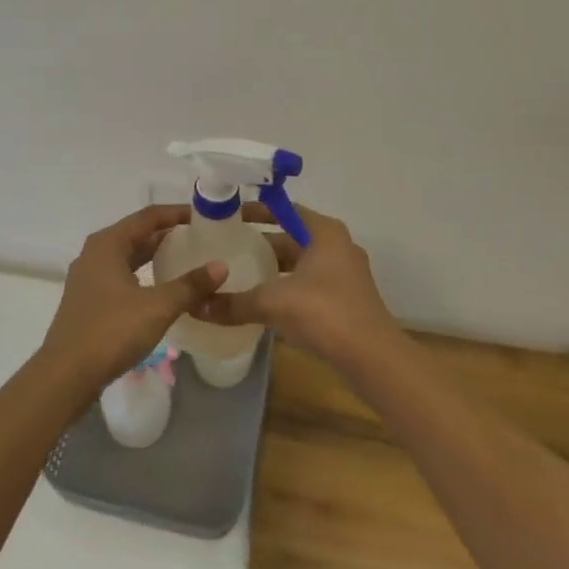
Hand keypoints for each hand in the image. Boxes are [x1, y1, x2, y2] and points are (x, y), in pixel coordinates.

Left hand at [40, 205, 227, 392]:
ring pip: (129, 256)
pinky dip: (144, 275)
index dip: (177, 213)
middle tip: (202, 239)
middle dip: (168, 235)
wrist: (65, 376)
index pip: (148, 216)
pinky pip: (122, 276)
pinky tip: (163, 289)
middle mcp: (95, 253)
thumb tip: (221, 266)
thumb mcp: (157, 307)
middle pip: (137, 234)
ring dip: (156, 256)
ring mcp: (89, 277)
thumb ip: (190, 285)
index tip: (205, 216)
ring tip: (188, 260)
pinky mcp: (89, 300)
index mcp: (108, 243)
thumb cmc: (110, 332)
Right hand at [194, 202, 400, 366]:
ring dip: (271, 267)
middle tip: (225, 246)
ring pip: (298, 263)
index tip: (227, 216)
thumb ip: (234, 303)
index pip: (284, 210)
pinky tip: (261, 301)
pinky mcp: (345, 300)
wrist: (373, 358)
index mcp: (324, 232)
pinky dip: (285, 287)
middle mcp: (336, 246)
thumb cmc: (325, 313)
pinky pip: (307, 284)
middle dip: (259, 242)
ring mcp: (343, 274)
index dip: (255, 211)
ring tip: (237, 273)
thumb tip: (195, 306)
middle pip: (291, 236)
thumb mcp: (273, 303)